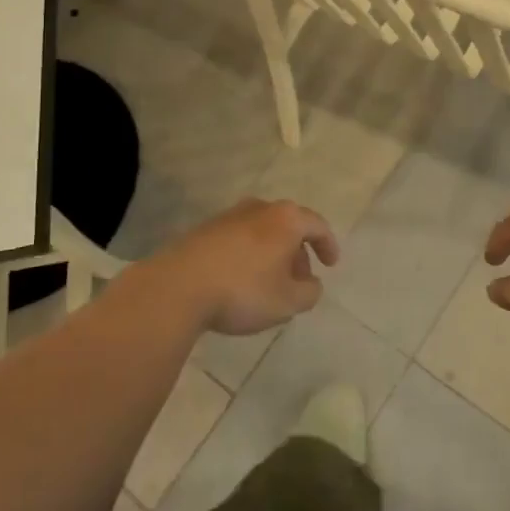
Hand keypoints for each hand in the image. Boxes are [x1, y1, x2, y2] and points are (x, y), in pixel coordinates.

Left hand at [138, 198, 339, 335]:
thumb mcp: (288, 302)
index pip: (317, 225)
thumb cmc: (243, 290)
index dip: (328, 245)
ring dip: (272, 254)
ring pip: (262, 232)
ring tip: (270, 284)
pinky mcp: (204, 230)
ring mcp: (229, 216)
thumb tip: (311, 284)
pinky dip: (248, 256)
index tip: (331, 265)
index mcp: (286, 219)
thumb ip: (309, 292)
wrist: (177, 287)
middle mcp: (259, 208)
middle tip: (299, 280)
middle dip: (298, 252)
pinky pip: (238, 239)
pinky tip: (240, 281)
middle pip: (288, 226)